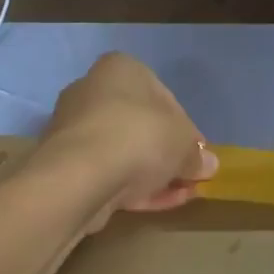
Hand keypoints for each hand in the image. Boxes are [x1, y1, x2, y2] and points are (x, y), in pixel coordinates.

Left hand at [39, 53, 217, 217]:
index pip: (163, 94)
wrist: (80, 176)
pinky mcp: (66, 165)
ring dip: (153, 173)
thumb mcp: (184, 142)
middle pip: (141, 124)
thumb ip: (196, 154)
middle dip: (167, 151)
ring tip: (179, 195)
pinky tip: (157, 203)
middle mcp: (92, 91)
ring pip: (124, 151)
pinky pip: (108, 172)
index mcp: (120, 69)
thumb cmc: (140, 137)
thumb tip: (207, 164)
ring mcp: (75, 130)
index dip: (185, 126)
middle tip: (190, 175)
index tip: (197, 151)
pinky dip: (133, 186)